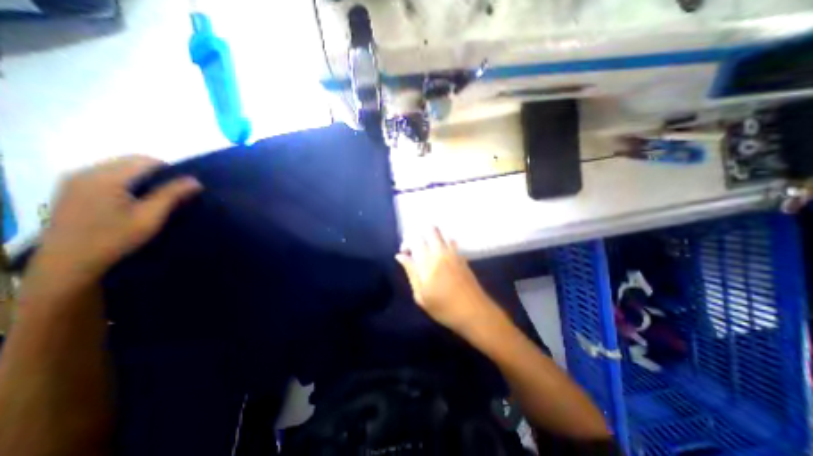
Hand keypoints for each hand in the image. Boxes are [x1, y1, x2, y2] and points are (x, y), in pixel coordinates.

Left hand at [29, 156, 200, 292]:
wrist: (69, 263)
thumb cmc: (115, 238)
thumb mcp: (151, 217)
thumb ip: (172, 195)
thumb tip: (195, 180)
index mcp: (106, 177)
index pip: (145, 160)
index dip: (170, 170)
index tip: (184, 187)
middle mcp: (86, 172)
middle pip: (131, 162)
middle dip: (157, 173)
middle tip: (173, 193)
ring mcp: (75, 180)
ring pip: (119, 168)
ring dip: (142, 178)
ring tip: (155, 198)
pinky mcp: (71, 190)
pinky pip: (107, 176)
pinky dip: (127, 183)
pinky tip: (133, 200)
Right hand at [394, 229, 495, 332]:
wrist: (474, 312)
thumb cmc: (443, 308)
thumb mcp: (421, 295)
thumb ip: (411, 272)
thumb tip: (400, 256)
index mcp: (428, 262)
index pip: (415, 239)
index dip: (407, 242)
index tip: (404, 253)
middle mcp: (441, 253)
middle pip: (431, 230)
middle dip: (421, 233)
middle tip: (416, 247)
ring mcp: (454, 254)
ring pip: (443, 234)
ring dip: (433, 236)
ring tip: (428, 249)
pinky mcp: (463, 257)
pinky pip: (452, 242)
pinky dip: (445, 242)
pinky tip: (442, 254)